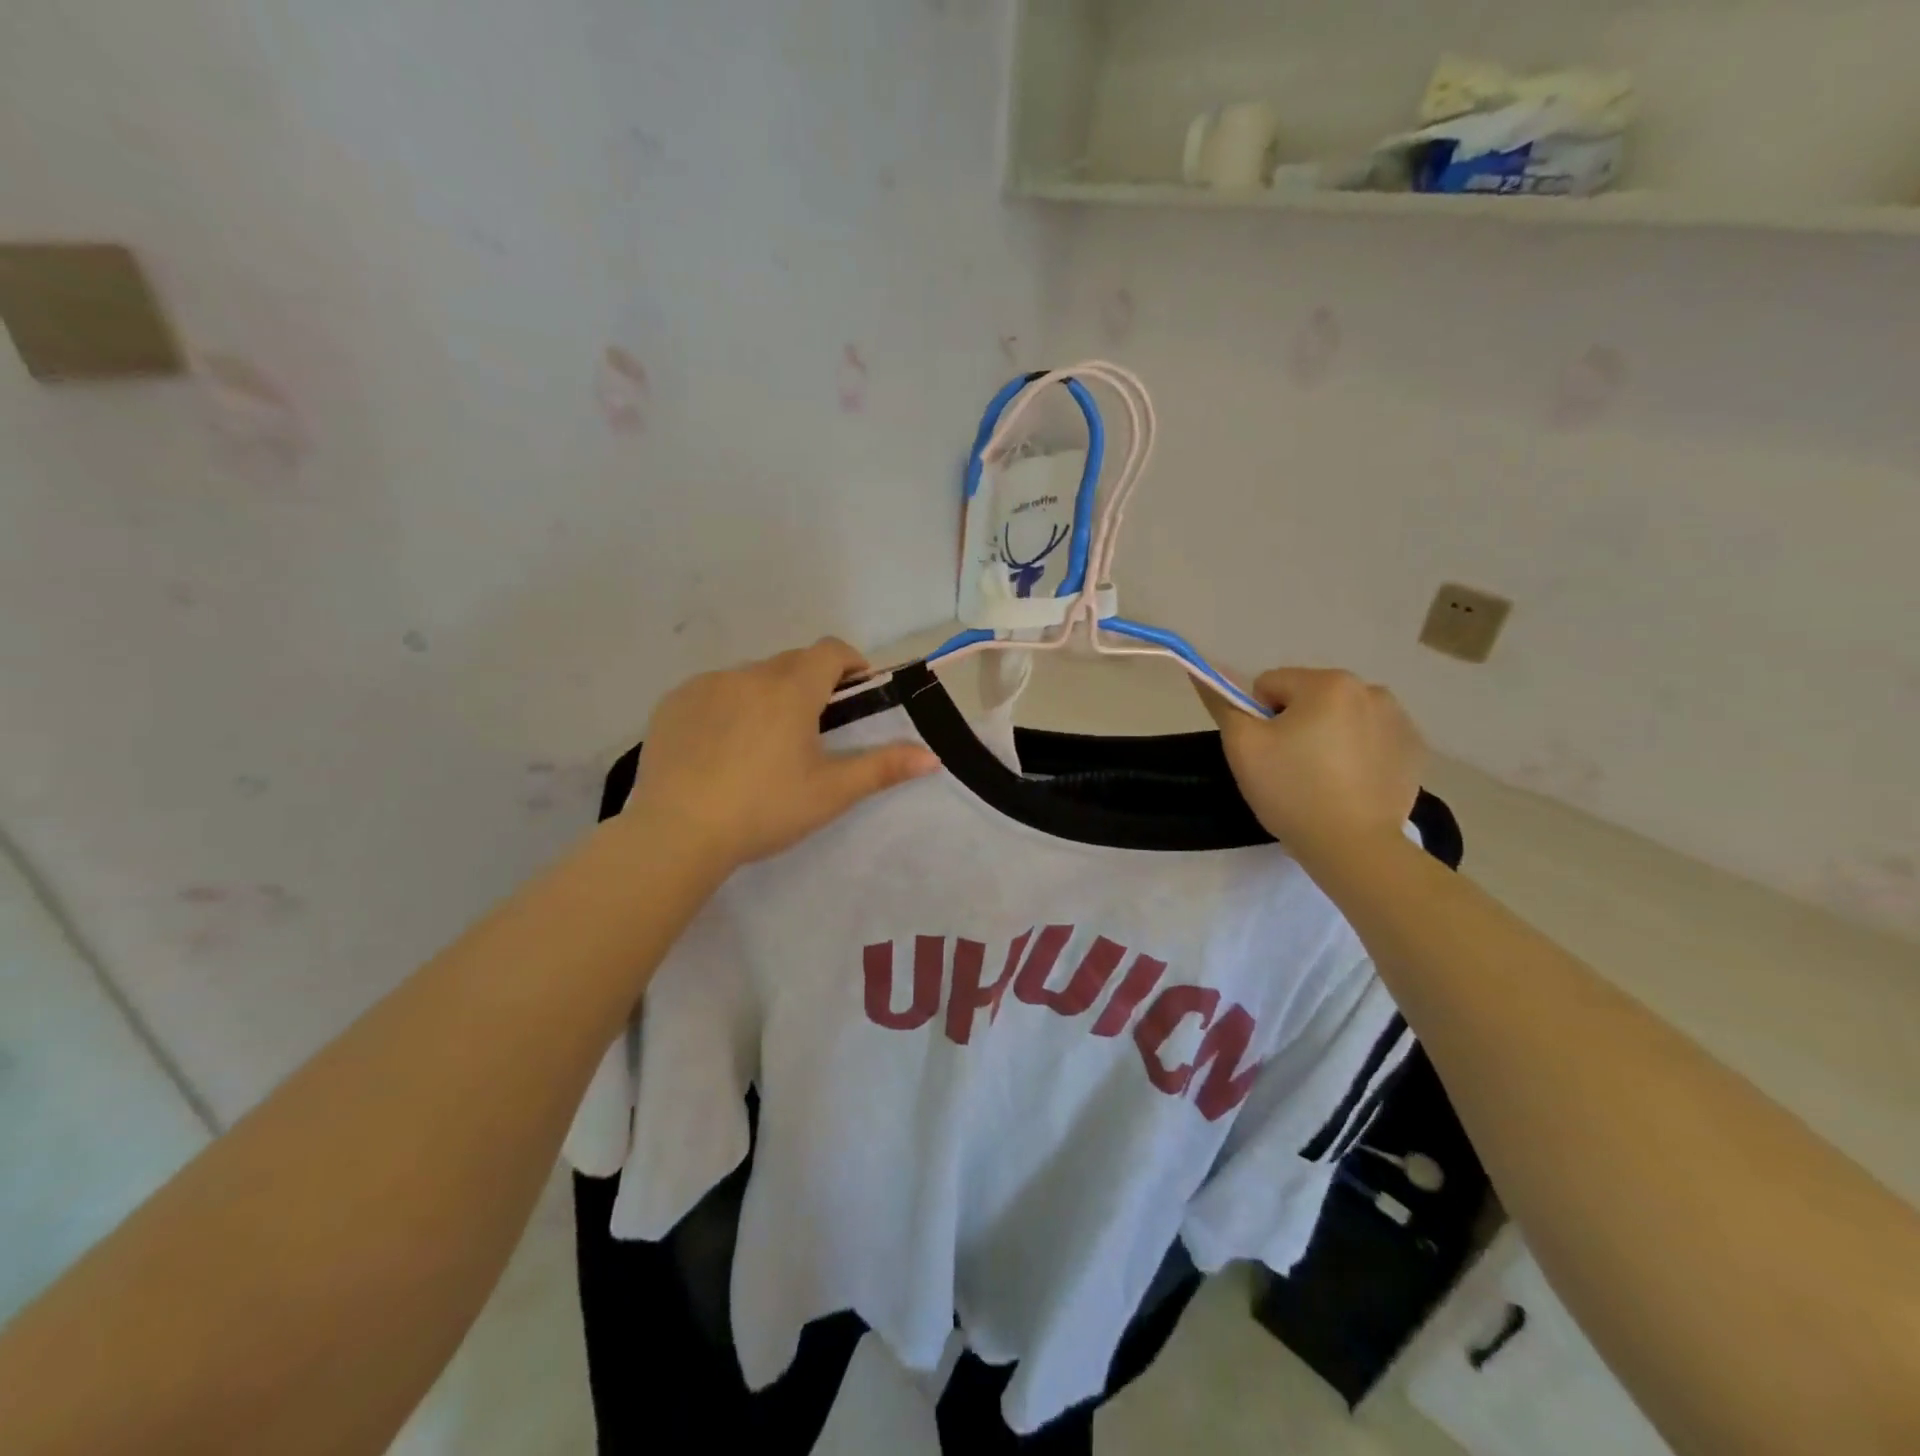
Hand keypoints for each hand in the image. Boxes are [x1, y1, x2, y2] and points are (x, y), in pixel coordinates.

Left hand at [627, 638, 938, 870]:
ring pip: (750, 677)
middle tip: (813, 728)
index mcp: (792, 689)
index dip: (850, 663)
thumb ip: (883, 768)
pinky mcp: (672, 703)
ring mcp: (706, 685)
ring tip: (763, 743)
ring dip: (766, 695)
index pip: (830, 651)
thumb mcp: (831, 792)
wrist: (677, 832)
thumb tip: (932, 757)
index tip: (856, 689)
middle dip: (810, 683)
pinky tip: (720, 749)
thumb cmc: (765, 809)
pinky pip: (712, 692)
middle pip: (791, 663)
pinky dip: (726, 707)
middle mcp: (749, 674)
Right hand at [1197, 668, 1427, 870]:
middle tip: (1291, 768)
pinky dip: (1358, 754)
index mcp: (1328, 683)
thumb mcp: (1242, 747)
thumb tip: (1202, 674)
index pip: (1271, 685)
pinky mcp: (1414, 751)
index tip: (1266, 753)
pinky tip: (1350, 785)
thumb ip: (1223, 704)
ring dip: (1328, 736)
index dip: (1258, 719)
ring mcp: (1399, 720)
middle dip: (1296, 725)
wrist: (1354, 847)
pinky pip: (1371, 739)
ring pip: (1342, 717)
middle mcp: (1371, 690)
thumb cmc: (1292, 791)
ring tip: (1322, 779)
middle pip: (1309, 698)